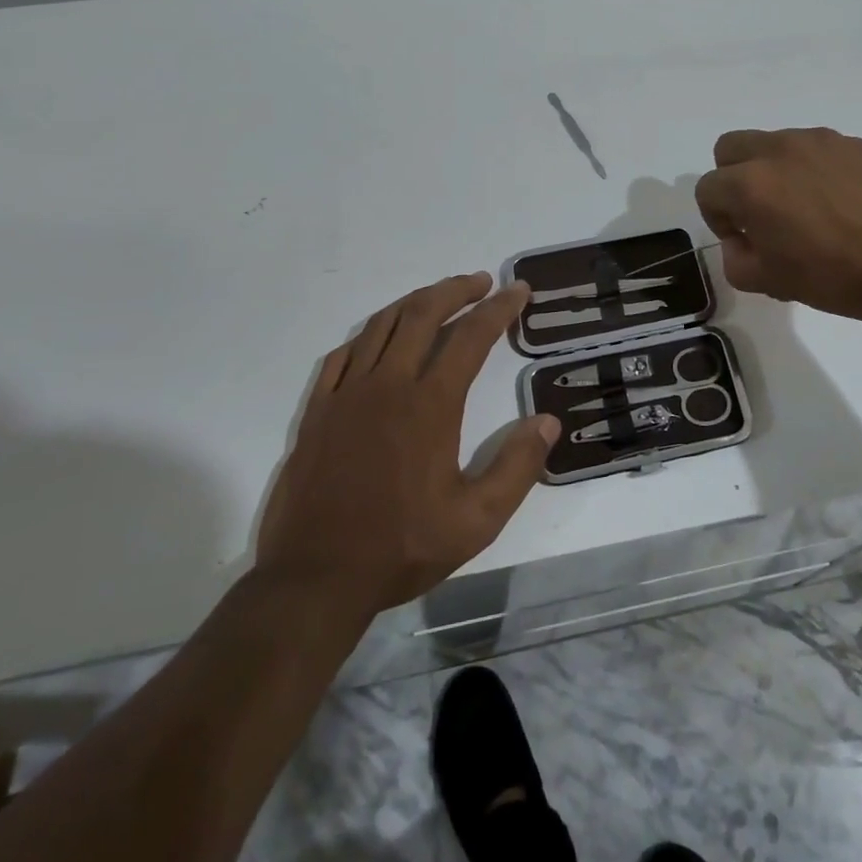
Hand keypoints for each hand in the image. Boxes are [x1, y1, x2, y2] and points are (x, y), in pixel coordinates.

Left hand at [255, 273, 559, 614]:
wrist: (314, 580)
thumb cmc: (401, 548)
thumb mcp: (476, 521)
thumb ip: (517, 467)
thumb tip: (547, 421)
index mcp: (430, 404)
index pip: (471, 336)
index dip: (499, 308)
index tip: (518, 290)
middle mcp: (388, 384)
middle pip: (423, 313)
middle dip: (457, 290)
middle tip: (482, 282)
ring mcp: (346, 394)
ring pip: (382, 325)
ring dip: (415, 302)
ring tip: (439, 297)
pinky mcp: (317, 411)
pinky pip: (343, 354)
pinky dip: (369, 334)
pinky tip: (380, 338)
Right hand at [694, 127, 861, 327]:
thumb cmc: (836, 276)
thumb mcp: (770, 282)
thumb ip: (736, 260)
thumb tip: (742, 241)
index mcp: (750, 184)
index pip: (707, 190)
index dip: (718, 219)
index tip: (745, 242)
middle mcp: (778, 150)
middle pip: (730, 148)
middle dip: (733, 179)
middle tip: (761, 214)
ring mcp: (819, 141)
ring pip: (774, 144)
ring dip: (773, 171)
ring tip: (806, 209)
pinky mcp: (854, 143)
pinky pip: (815, 149)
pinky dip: (813, 169)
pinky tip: (840, 203)